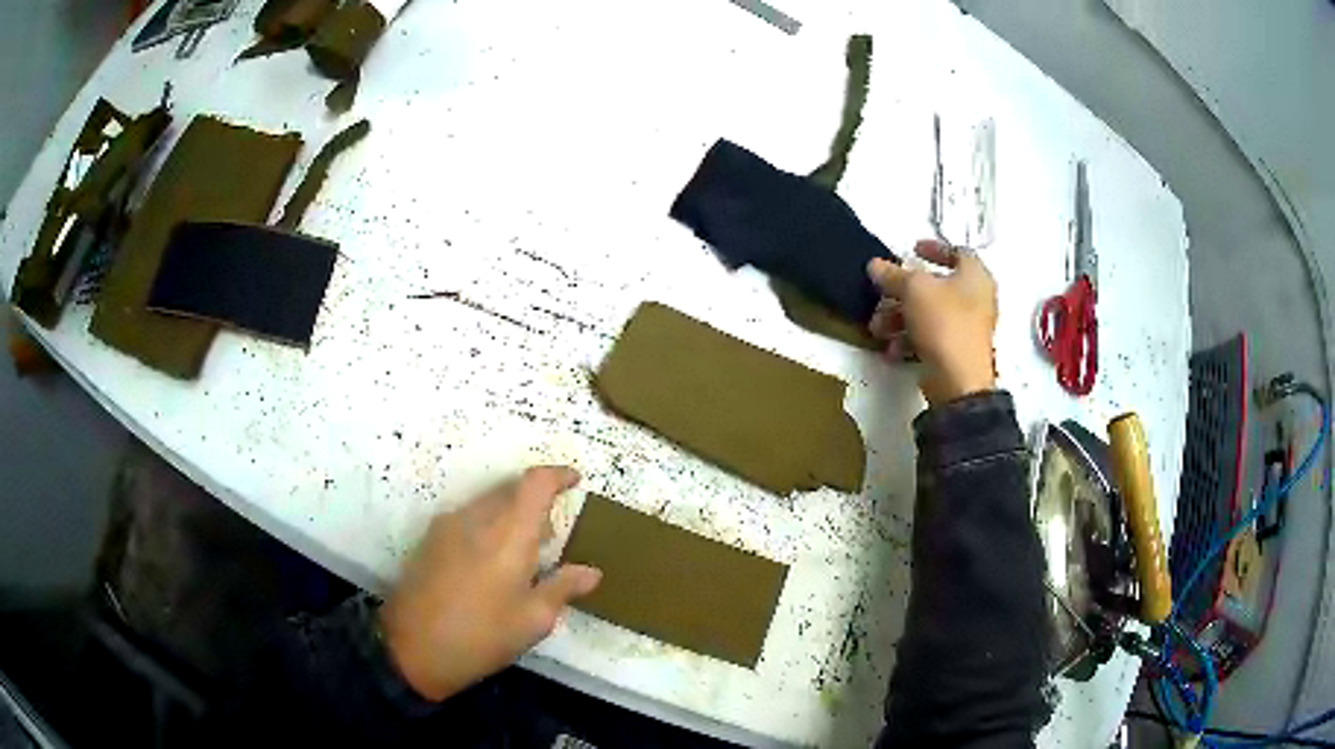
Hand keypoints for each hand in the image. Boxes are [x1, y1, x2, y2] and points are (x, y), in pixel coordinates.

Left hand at [380, 466, 601, 701]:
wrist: (412, 648)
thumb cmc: (482, 636)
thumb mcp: (533, 620)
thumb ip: (563, 588)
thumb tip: (592, 572)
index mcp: (508, 533)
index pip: (535, 483)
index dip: (558, 475)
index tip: (575, 480)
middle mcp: (476, 518)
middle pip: (510, 488)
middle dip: (535, 500)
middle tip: (552, 533)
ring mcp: (447, 526)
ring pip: (487, 503)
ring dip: (510, 514)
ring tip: (523, 553)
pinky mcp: (430, 539)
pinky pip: (468, 517)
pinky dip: (488, 525)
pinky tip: (491, 562)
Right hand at [867, 239, 997, 404]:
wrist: (958, 381)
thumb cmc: (944, 323)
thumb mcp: (913, 289)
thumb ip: (893, 274)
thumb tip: (876, 265)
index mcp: (975, 276)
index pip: (958, 252)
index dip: (935, 248)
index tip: (912, 250)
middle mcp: (976, 300)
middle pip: (936, 286)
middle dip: (904, 291)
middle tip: (883, 294)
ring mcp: (967, 329)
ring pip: (929, 313)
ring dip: (900, 317)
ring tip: (878, 327)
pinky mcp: (957, 353)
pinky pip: (931, 337)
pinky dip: (910, 339)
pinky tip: (893, 349)